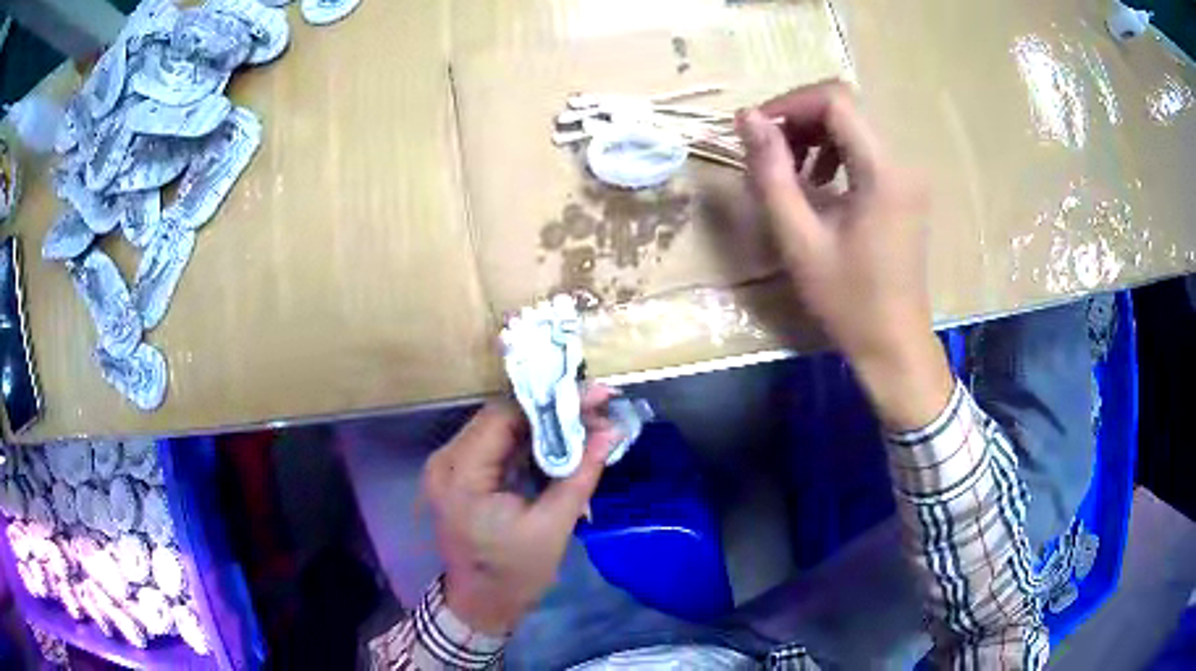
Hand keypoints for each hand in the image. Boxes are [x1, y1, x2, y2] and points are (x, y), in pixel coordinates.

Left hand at [422, 386, 618, 634]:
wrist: (482, 604)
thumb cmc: (515, 573)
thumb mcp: (553, 526)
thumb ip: (580, 473)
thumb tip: (611, 430)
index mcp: (460, 474)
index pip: (503, 416)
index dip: (550, 402)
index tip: (593, 396)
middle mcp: (446, 461)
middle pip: (500, 417)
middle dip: (550, 411)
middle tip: (596, 407)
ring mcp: (449, 467)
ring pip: (500, 428)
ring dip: (542, 424)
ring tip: (585, 420)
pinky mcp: (459, 475)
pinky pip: (496, 446)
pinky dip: (528, 442)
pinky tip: (560, 441)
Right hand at [736, 81, 951, 429]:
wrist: (894, 343)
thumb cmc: (847, 299)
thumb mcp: (798, 238)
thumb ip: (770, 172)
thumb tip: (747, 117)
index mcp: (883, 171)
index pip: (836, 100)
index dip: (791, 103)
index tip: (758, 130)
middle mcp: (902, 162)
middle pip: (846, 108)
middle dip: (800, 119)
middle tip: (767, 151)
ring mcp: (908, 175)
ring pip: (855, 126)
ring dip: (815, 136)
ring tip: (787, 170)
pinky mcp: (906, 189)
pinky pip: (866, 149)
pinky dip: (834, 153)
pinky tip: (817, 184)